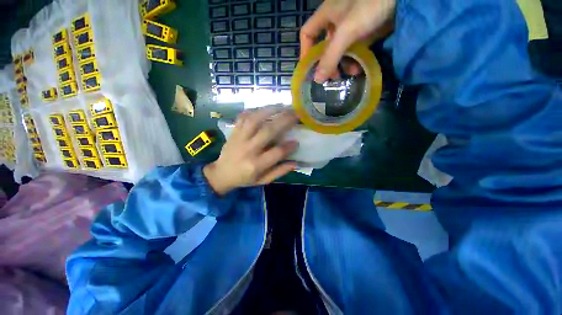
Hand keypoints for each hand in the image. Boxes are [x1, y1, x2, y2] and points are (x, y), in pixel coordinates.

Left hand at [204, 108, 298, 195]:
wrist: (221, 174)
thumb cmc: (244, 179)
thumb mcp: (262, 180)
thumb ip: (279, 172)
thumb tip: (295, 163)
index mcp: (256, 164)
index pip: (277, 152)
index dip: (289, 147)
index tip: (297, 142)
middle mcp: (248, 149)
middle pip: (268, 131)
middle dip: (284, 121)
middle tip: (296, 114)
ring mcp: (239, 138)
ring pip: (255, 120)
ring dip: (270, 110)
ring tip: (282, 106)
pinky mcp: (234, 132)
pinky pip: (243, 117)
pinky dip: (254, 110)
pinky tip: (264, 108)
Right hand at [300, 0, 395, 82]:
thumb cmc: (369, 4)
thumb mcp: (346, 32)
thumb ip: (330, 56)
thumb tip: (317, 80)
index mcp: (326, 16)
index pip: (307, 34)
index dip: (305, 52)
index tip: (309, 69)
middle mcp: (335, 22)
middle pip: (324, 47)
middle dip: (327, 64)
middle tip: (332, 78)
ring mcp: (350, 28)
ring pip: (339, 51)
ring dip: (343, 65)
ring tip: (351, 73)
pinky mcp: (364, 33)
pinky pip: (353, 50)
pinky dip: (354, 60)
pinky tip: (359, 67)